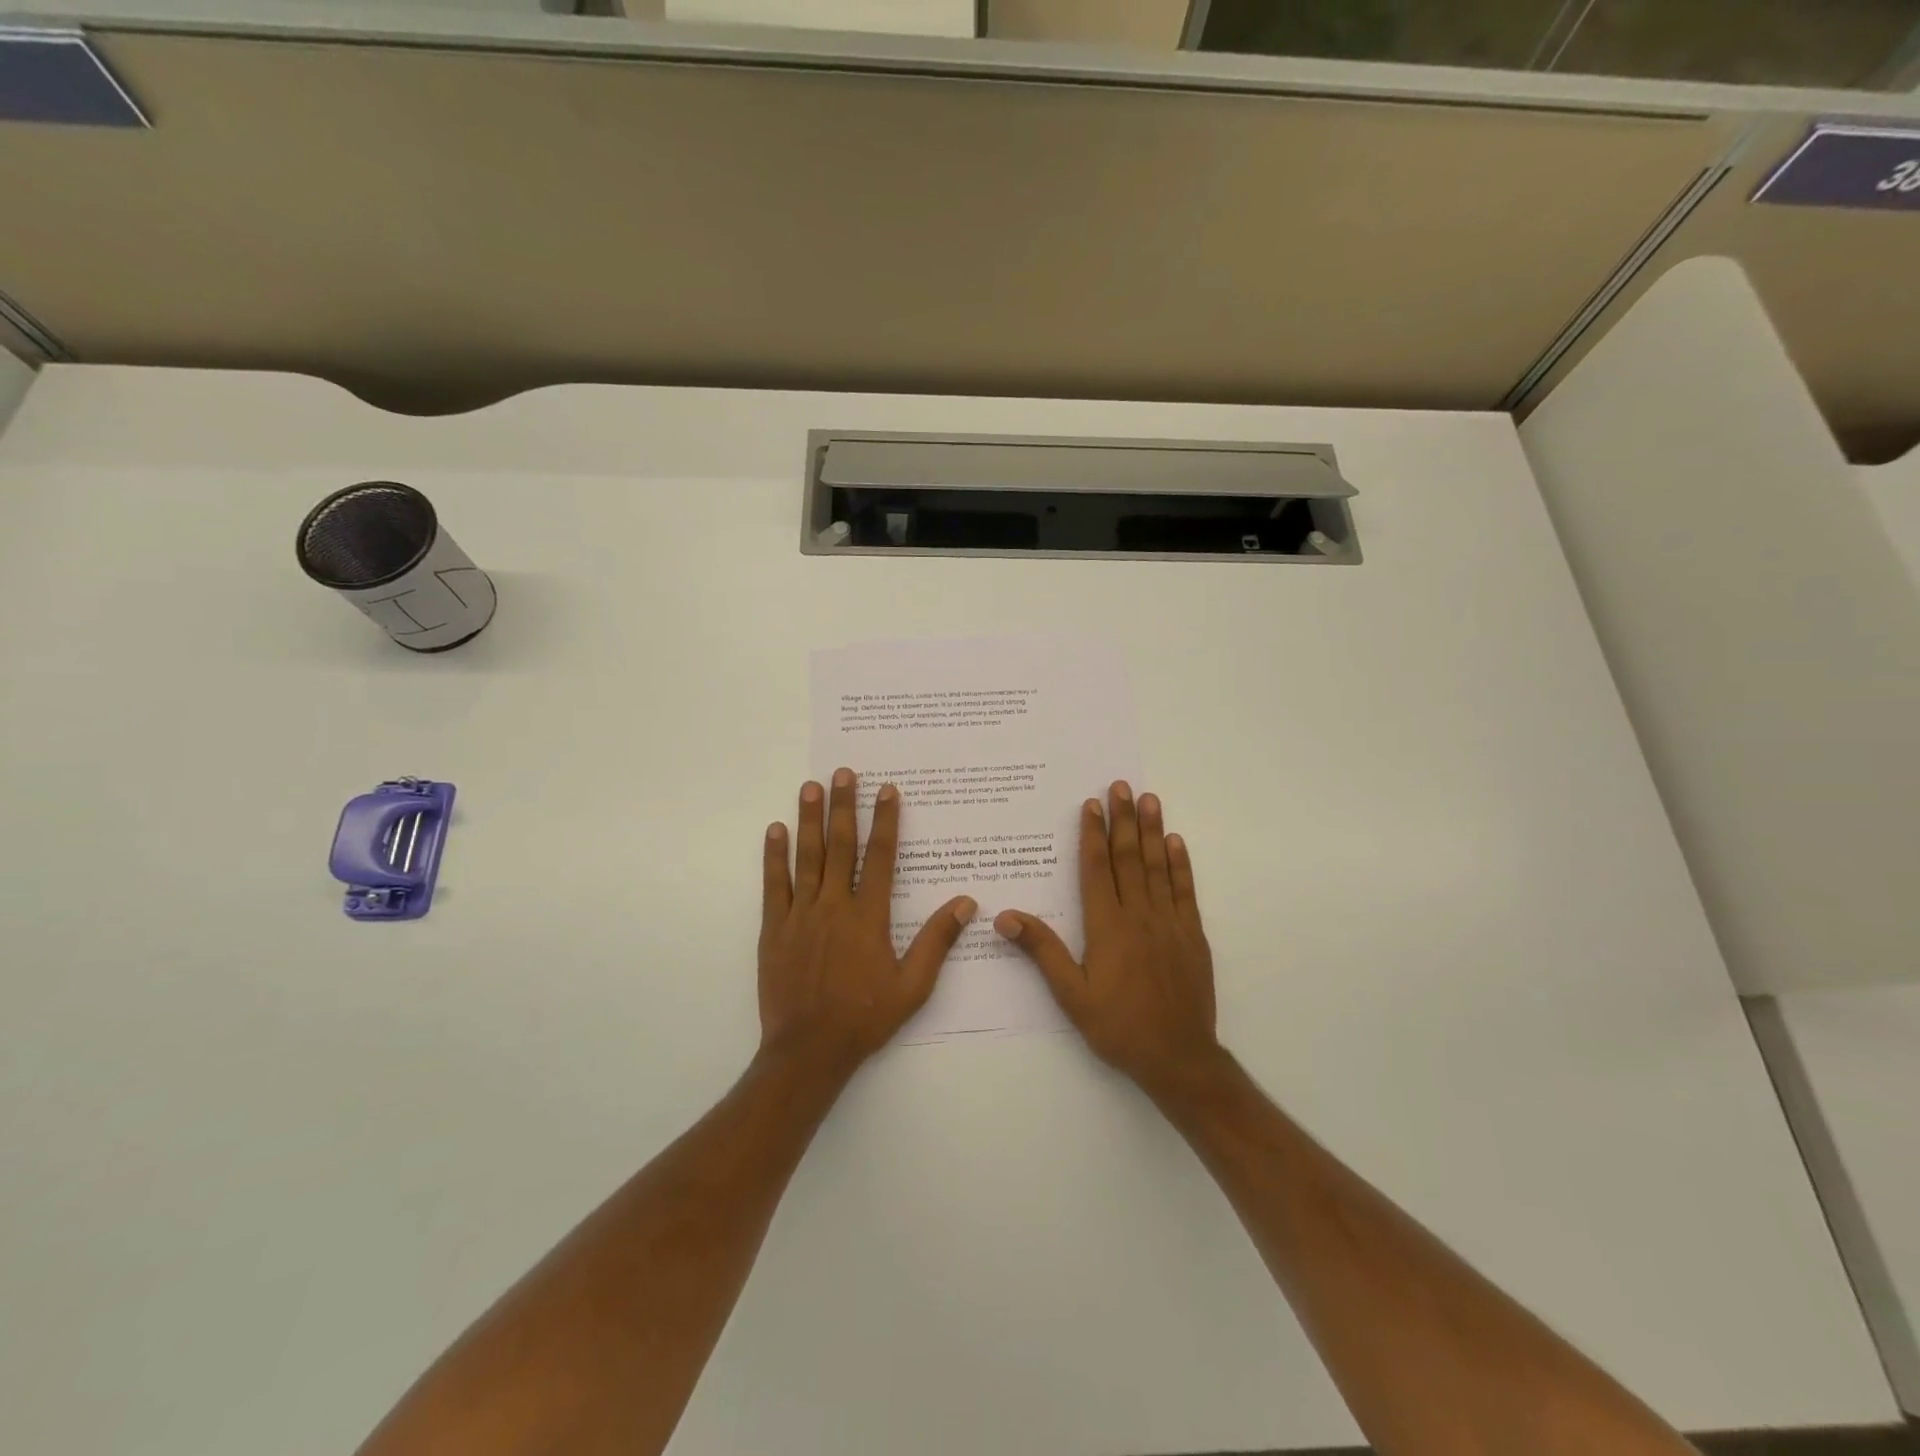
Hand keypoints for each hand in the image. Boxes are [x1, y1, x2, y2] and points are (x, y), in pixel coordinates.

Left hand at [758, 768, 975, 1074]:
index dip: (884, 820)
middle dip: (843, 806)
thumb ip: (937, 941)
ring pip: (806, 857)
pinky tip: (775, 830)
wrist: (808, 1050)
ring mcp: (800, 914)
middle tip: (843, 773)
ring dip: (808, 819)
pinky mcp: (773, 929)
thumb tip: (966, 903)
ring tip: (810, 787)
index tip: (886, 790)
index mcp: (868, 916)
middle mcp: (834, 905)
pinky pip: (774, 884)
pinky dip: (774, 856)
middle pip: (840, 845)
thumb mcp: (913, 986)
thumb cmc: (865, 1018)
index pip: (880, 856)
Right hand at [995, 782, 1221, 1095]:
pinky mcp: (1192, 935)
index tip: (1092, 804)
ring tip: (1150, 799)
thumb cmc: (1118, 1026)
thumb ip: (1042, 951)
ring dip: (1153, 831)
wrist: (1179, 1057)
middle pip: (1128, 858)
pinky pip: (1185, 891)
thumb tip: (1005, 916)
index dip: (1093, 834)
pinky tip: (1177, 842)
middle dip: (1123, 819)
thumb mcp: (1071, 995)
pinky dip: (1180, 864)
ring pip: (1158, 867)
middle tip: (1122, 786)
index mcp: (1107, 926)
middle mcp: (1139, 915)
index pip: (1096, 869)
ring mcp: (1169, 923)